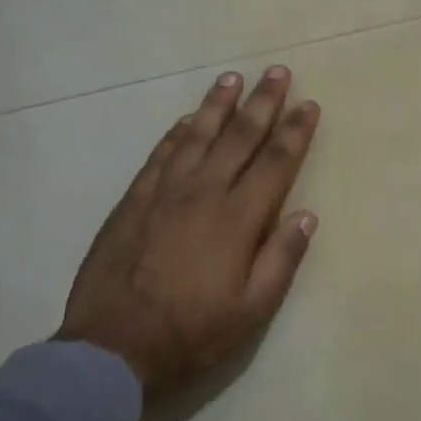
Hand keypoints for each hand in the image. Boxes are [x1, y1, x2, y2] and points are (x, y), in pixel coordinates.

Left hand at [59, 67, 319, 395]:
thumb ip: (281, 259)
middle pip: (239, 137)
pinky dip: (177, 132)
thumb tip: (307, 215)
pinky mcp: (133, 200)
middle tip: (278, 72)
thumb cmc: (191, 334)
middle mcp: (203, 193)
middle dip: (263, 102)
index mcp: (237, 219)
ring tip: (233, 79)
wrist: (111, 348)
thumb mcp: (251, 311)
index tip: (309, 105)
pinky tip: (186, 119)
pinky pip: (160, 154)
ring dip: (217, 105)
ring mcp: (164, 193)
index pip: (275, 163)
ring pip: (197, 135)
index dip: (295, 131)